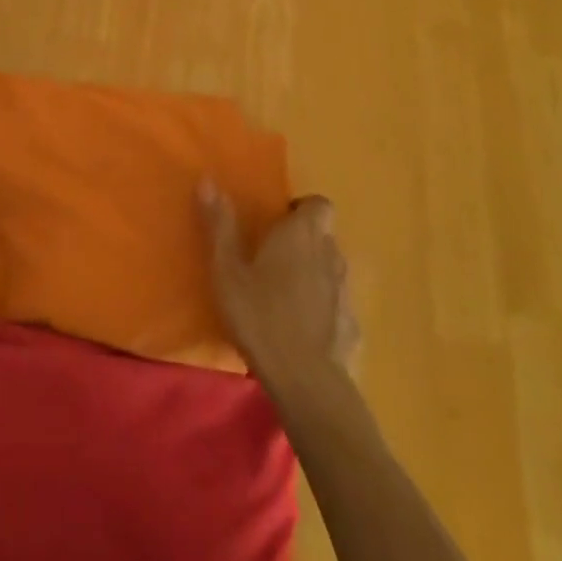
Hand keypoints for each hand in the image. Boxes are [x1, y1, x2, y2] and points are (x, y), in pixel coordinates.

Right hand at [201, 181, 358, 387]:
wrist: (306, 380)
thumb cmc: (260, 316)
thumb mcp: (227, 271)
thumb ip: (220, 226)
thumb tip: (207, 180)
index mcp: (302, 235)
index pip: (319, 204)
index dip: (301, 209)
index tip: (277, 223)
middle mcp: (330, 254)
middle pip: (323, 236)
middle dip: (302, 241)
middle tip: (271, 259)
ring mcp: (346, 291)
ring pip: (331, 269)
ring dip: (312, 273)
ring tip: (283, 294)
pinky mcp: (353, 324)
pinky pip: (336, 304)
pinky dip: (322, 307)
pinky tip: (301, 328)